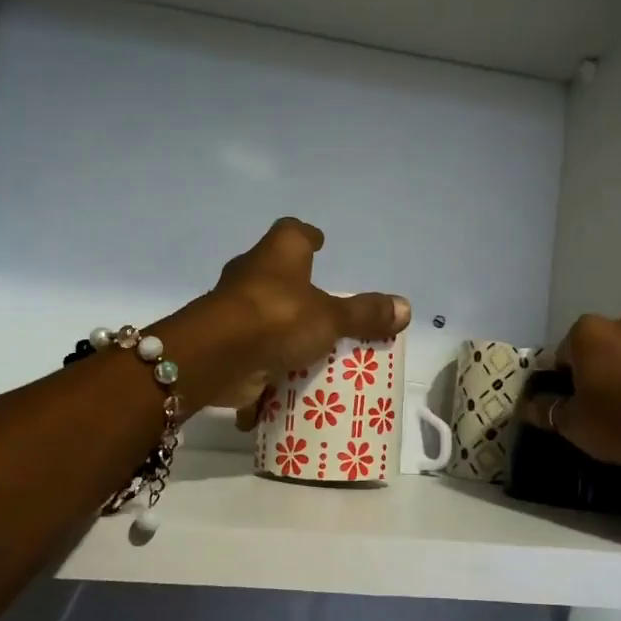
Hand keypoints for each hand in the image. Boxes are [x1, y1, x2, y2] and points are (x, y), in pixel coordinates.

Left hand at [163, 218, 408, 419]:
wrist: (215, 357)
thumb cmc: (277, 318)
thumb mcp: (330, 318)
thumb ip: (365, 315)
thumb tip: (405, 307)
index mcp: (277, 255)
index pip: (292, 232)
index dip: (308, 236)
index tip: (320, 243)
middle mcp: (251, 276)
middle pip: (276, 275)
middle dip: (298, 291)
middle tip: (325, 307)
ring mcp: (233, 310)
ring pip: (263, 316)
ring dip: (282, 332)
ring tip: (311, 351)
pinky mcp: (224, 344)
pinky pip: (252, 355)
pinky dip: (264, 371)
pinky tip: (284, 388)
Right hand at [522, 311, 620, 469]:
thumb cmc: (620, 421)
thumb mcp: (572, 424)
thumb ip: (547, 410)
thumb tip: (530, 406)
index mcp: (588, 331)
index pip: (563, 355)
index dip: (563, 383)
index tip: (571, 407)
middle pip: (600, 349)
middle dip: (597, 373)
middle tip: (599, 410)